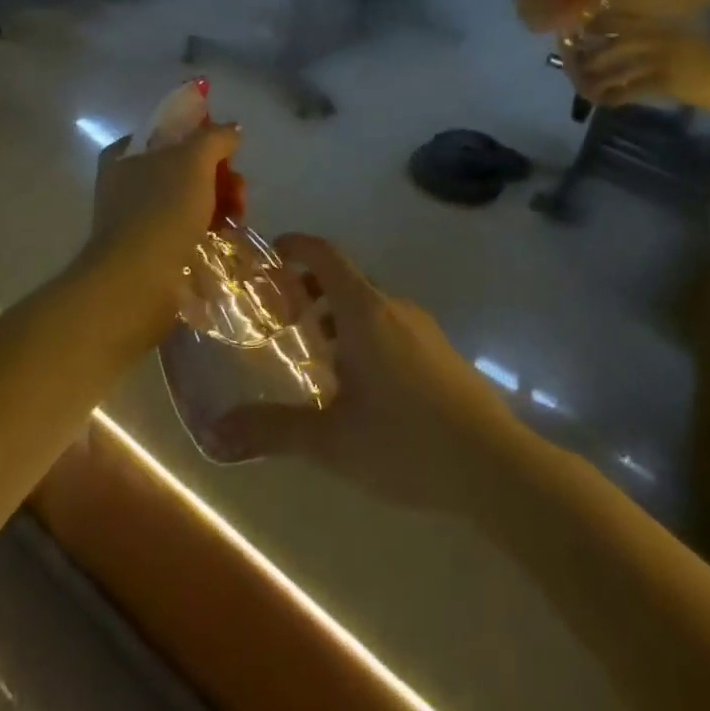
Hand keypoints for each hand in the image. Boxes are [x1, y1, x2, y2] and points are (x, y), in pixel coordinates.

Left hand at [75, 125, 241, 334]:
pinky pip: (187, 228)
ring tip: (237, 219)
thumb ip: (216, 137)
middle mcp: (127, 182)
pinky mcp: (151, 250)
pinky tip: (225, 236)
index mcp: (126, 155)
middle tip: (239, 193)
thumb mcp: (194, 160)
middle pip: (187, 166)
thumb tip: (232, 130)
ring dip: (220, 203)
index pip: (172, 133)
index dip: (204, 140)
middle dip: (220, 176)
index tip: (229, 155)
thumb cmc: (162, 211)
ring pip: (191, 198)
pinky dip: (208, 229)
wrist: (136, 284)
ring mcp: (138, 218)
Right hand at [203, 236, 522, 516]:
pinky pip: (390, 325)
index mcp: (365, 311)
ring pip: (369, 306)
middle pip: (345, 280)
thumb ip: (272, 432)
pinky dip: (362, 334)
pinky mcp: (439, 350)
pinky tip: (357, 384)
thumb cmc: (405, 443)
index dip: (297, 246)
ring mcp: (421, 327)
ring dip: (336, 318)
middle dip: (308, 290)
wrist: (492, 464)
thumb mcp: (331, 441)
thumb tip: (216, 434)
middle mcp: (393, 307)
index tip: (269, 255)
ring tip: (313, 358)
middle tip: (278, 319)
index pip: (326, 255)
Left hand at [569, 14, 709, 113]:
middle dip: (584, 56)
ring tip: (586, 89)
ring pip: (614, 66)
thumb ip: (649, 42)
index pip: (612, 19)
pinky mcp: (669, 81)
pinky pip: (631, 88)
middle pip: (606, 42)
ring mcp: (663, 57)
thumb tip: (615, 50)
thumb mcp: (679, 43)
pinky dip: (614, 96)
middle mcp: (658, 35)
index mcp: (659, 23)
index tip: (572, 42)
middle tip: (571, 69)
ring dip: (595, 79)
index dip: (588, 30)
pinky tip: (607, 102)